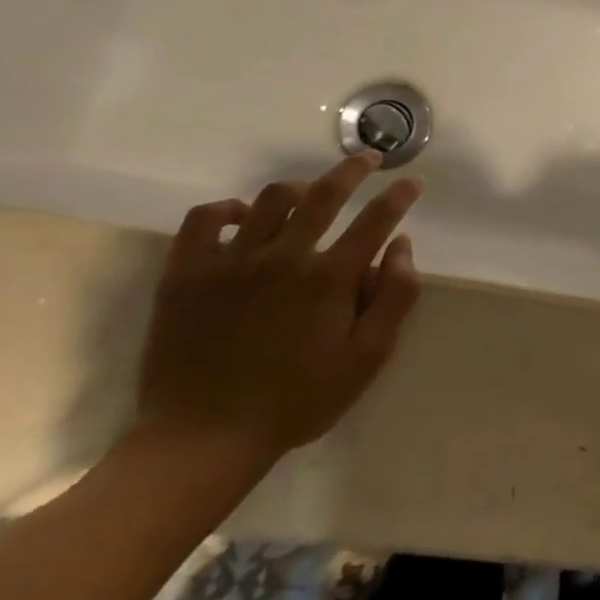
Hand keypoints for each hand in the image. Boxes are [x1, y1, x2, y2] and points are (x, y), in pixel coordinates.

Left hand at [137, 153, 422, 465]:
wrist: (203, 439)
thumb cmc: (297, 400)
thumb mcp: (367, 358)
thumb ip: (395, 297)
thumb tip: (401, 246)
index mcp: (330, 278)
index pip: (376, 219)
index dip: (400, 195)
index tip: (412, 182)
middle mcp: (284, 257)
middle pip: (325, 194)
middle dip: (353, 170)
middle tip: (368, 159)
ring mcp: (231, 262)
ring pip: (271, 199)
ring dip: (300, 187)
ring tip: (311, 193)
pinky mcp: (186, 274)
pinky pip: (204, 220)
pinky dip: (227, 209)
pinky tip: (242, 217)